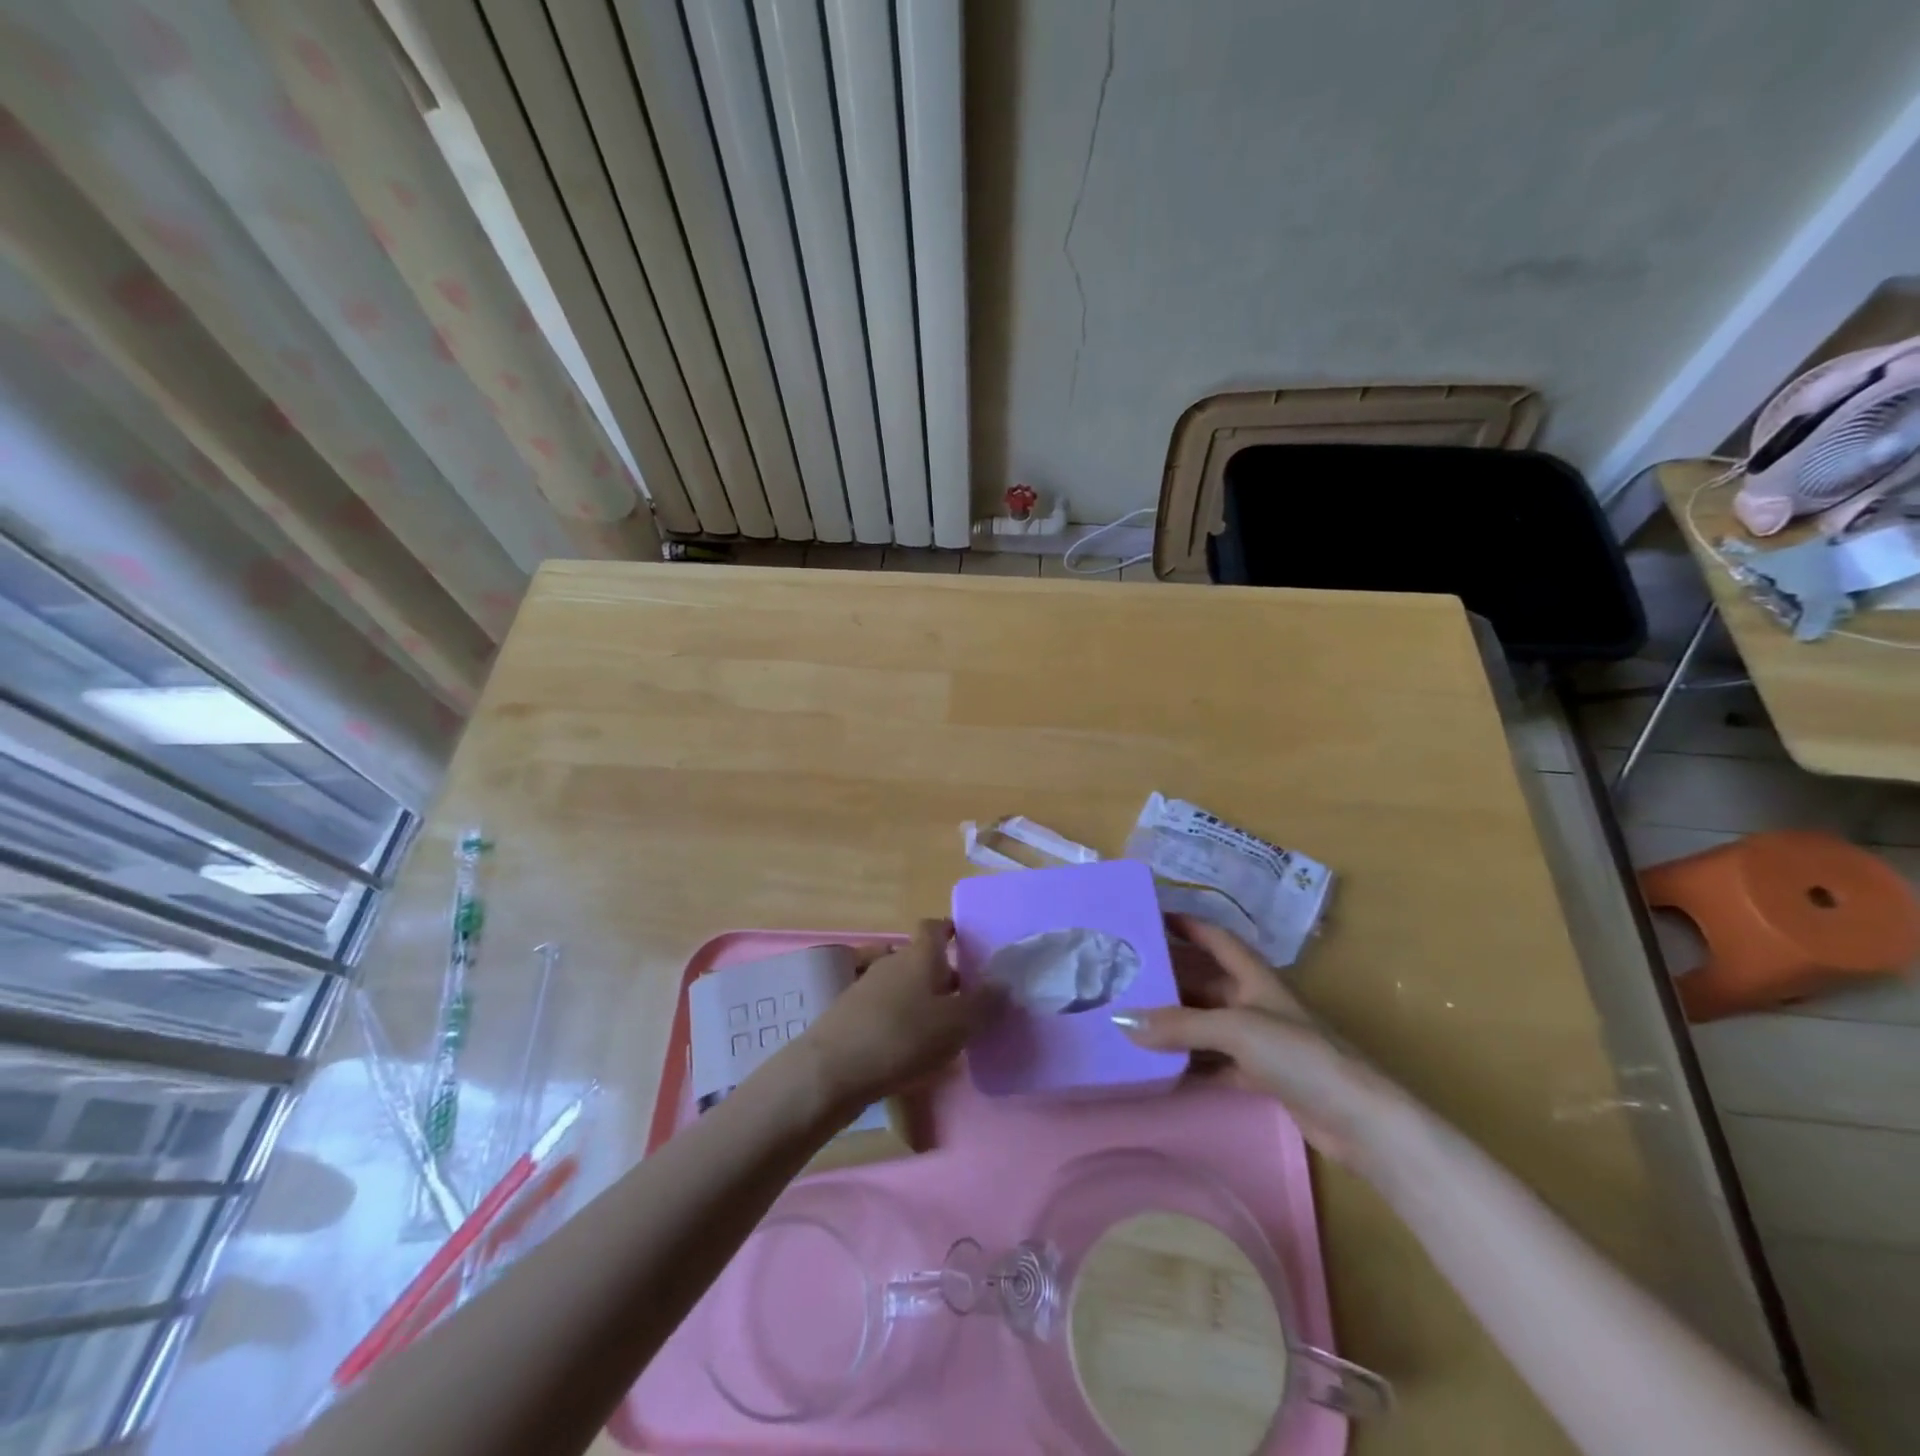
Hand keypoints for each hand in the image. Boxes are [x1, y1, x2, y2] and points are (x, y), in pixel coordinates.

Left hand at [798, 920, 999, 1113]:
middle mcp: (893, 961)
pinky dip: (902, 1016)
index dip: (951, 931)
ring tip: (943, 1026)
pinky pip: (886, 1005)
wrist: (834, 1069)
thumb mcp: (956, 1024)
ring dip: (922, 997)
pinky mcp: (852, 1012)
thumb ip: (984, 1003)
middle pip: (921, 957)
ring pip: (904, 982)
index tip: (967, 944)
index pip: (935, 926)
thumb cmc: (903, 1037)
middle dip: (943, 973)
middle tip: (967, 998)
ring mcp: (868, 985)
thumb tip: (1003, 982)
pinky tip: (911, 1045)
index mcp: (921, 954)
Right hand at [1115, 915, 1404, 1164]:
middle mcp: (1256, 1003)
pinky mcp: (1263, 1077)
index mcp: (1255, 977)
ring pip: (1207, 1025)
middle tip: (1126, 977)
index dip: (1187, 924)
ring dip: (1176, 1024)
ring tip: (1132, 1021)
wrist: (1358, 1120)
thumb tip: (1121, 1021)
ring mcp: (1261, 1042)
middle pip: (1206, 982)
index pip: (1216, 938)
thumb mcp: (1235, 1029)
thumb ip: (1179, 1025)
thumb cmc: (1299, 1055)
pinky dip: (1191, 1065)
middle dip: (1170, 979)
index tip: (1150, 917)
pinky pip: (1216, 1064)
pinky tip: (1162, 1069)